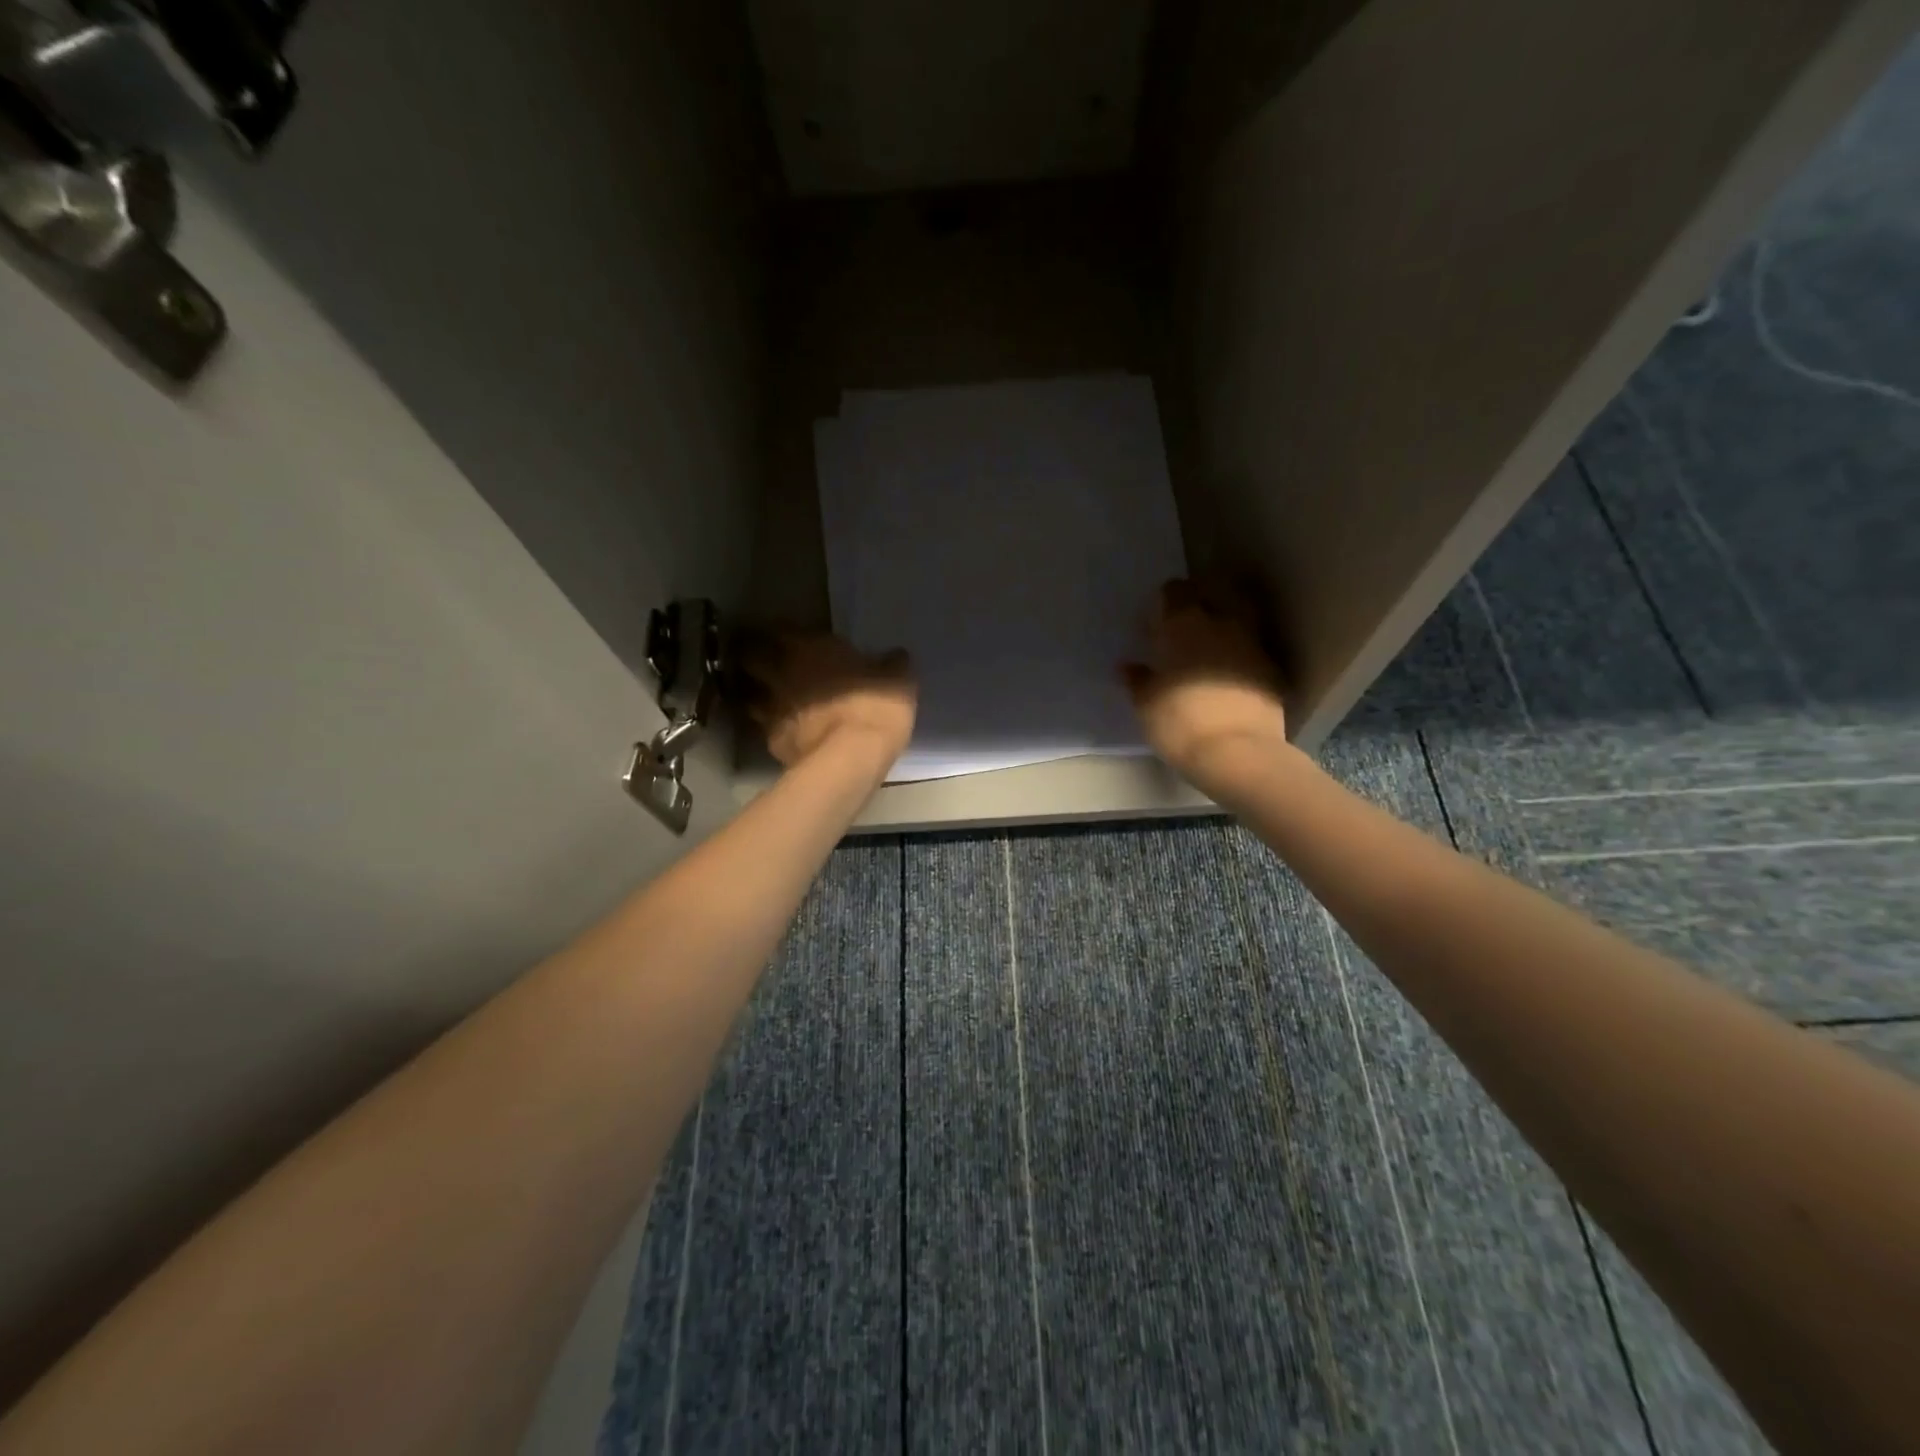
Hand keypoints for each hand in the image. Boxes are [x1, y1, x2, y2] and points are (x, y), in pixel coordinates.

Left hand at [741, 631, 917, 768]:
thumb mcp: (898, 682)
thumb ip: (893, 666)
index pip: (776, 629)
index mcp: (807, 649)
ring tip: (768, 696)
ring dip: (755, 692)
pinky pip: (764, 728)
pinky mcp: (771, 742)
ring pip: (748, 693)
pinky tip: (784, 732)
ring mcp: (770, 709)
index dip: (776, 632)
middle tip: (763, 660)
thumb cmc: (874, 708)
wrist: (850, 759)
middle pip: (748, 657)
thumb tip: (898, 655)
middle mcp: (780, 673)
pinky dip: (770, 727)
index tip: (782, 635)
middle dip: (752, 656)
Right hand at [1122, 580, 1288, 782]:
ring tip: (1210, 646)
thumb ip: (1137, 680)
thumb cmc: (1180, 723)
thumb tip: (1128, 666)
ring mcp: (1252, 644)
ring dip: (1224, 623)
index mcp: (1183, 625)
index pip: (1174, 591)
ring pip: (1239, 615)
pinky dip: (1242, 653)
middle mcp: (1221, 624)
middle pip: (1214, 591)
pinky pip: (1254, 647)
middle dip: (1200, 599)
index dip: (1164, 601)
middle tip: (1186, 623)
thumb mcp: (1146, 705)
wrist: (1238, 753)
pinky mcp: (1272, 668)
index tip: (1155, 622)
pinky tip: (1231, 674)